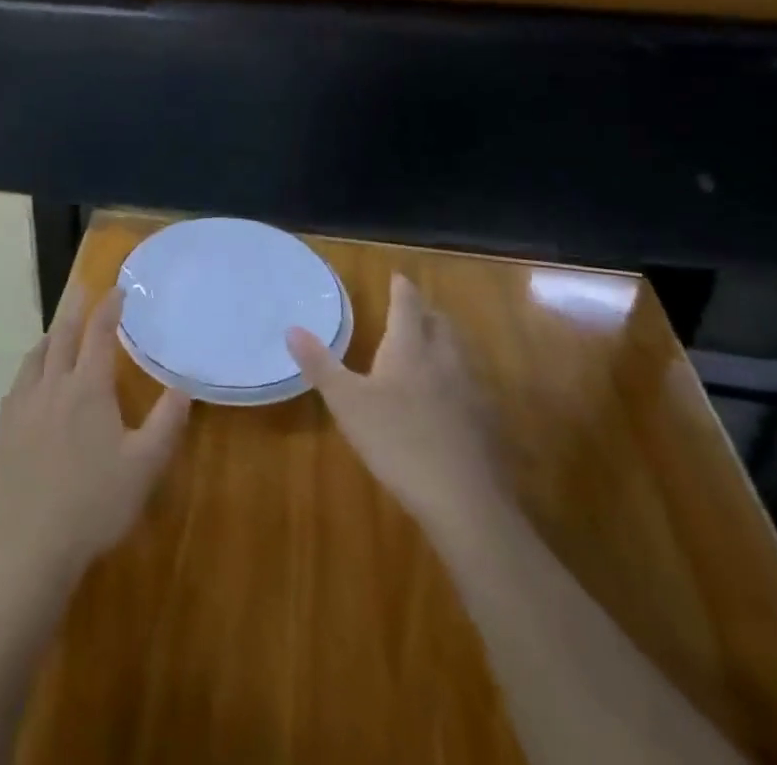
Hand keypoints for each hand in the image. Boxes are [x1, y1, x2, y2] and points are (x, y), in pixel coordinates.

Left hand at [0, 283, 192, 580]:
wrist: (31, 548)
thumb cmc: (95, 504)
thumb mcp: (144, 466)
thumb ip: (167, 422)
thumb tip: (184, 386)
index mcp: (88, 388)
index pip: (99, 334)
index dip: (109, 308)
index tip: (117, 289)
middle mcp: (53, 386)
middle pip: (62, 335)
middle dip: (75, 308)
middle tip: (82, 288)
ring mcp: (23, 407)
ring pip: (36, 357)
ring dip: (51, 335)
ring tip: (58, 328)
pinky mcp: (4, 429)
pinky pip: (18, 384)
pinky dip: (31, 368)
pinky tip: (32, 379)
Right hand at [288, 273, 506, 546]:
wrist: (463, 500)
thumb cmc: (397, 441)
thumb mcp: (347, 402)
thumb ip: (320, 364)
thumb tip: (292, 328)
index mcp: (410, 349)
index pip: (407, 306)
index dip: (401, 289)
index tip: (397, 276)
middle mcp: (444, 361)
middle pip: (440, 324)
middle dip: (426, 313)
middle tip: (412, 310)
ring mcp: (470, 392)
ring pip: (459, 354)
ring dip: (444, 343)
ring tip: (429, 347)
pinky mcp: (485, 424)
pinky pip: (470, 387)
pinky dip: (456, 380)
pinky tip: (448, 400)